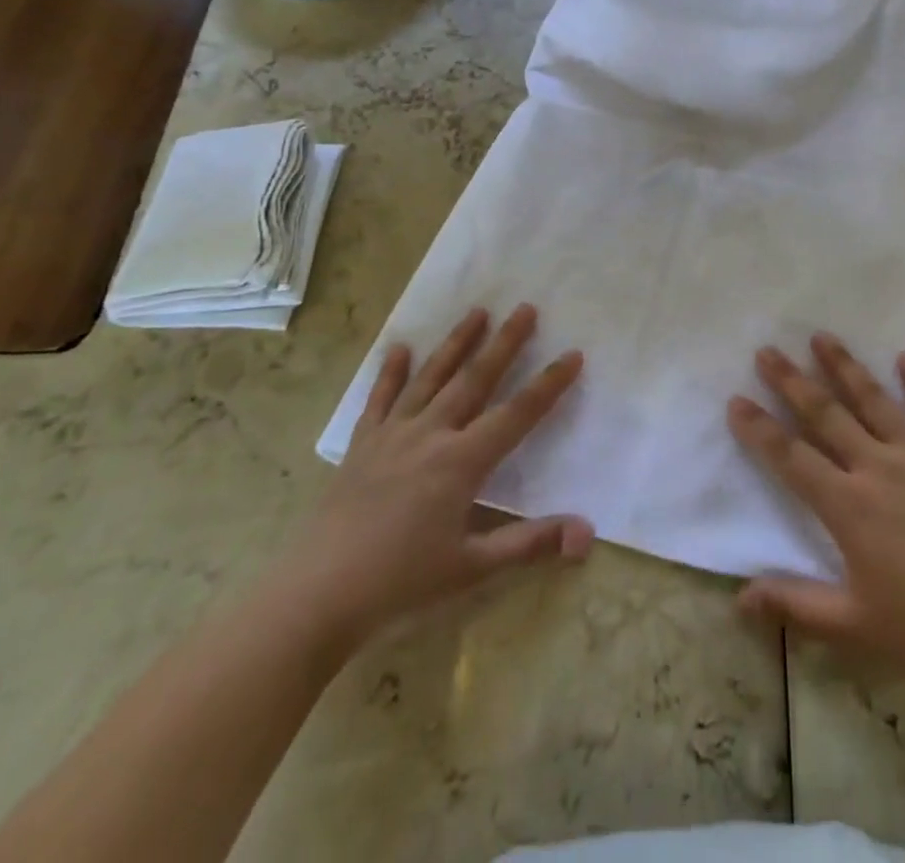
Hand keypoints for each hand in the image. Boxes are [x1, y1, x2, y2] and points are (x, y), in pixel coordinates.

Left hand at [277, 305, 592, 653]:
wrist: (315, 596)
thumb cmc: (400, 584)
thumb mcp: (472, 569)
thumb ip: (531, 545)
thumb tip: (588, 534)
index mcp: (461, 462)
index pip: (517, 414)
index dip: (548, 384)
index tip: (573, 354)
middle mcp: (430, 435)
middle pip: (475, 379)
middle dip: (504, 343)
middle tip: (525, 308)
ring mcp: (392, 435)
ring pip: (431, 378)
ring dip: (456, 343)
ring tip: (476, 311)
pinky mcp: (362, 445)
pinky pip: (380, 399)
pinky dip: (390, 372)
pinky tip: (399, 348)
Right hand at [727, 334, 904, 717]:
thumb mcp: (855, 628)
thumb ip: (794, 605)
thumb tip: (738, 597)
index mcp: (850, 507)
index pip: (792, 458)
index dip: (760, 429)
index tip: (736, 400)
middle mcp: (880, 469)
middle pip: (827, 415)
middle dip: (793, 381)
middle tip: (767, 350)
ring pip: (876, 402)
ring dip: (846, 367)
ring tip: (822, 337)